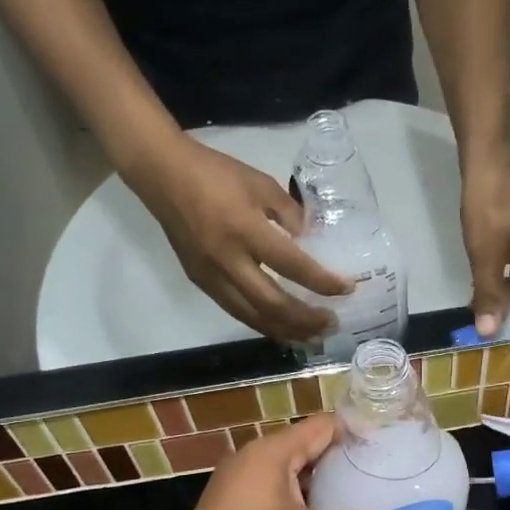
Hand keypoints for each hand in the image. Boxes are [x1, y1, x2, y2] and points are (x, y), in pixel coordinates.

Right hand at [129, 137, 348, 341]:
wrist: (163, 174)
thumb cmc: (216, 173)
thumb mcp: (262, 184)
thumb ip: (290, 214)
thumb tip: (311, 242)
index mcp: (246, 229)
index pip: (292, 266)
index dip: (322, 282)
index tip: (346, 289)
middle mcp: (228, 260)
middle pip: (272, 303)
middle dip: (305, 319)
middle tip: (331, 324)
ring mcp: (210, 275)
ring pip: (251, 316)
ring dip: (284, 330)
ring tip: (310, 336)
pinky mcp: (200, 281)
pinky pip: (235, 310)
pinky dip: (261, 322)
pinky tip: (279, 326)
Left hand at [151, 415, 409, 509]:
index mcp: (272, 453)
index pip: (323, 426)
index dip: (357, 432)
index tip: (389, 444)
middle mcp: (251, 459)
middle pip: (306, 448)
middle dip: (341, 461)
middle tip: (380, 474)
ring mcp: (235, 485)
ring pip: (288, 473)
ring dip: (320, 486)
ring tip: (357, 498)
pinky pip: (272, 493)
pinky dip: (298, 501)